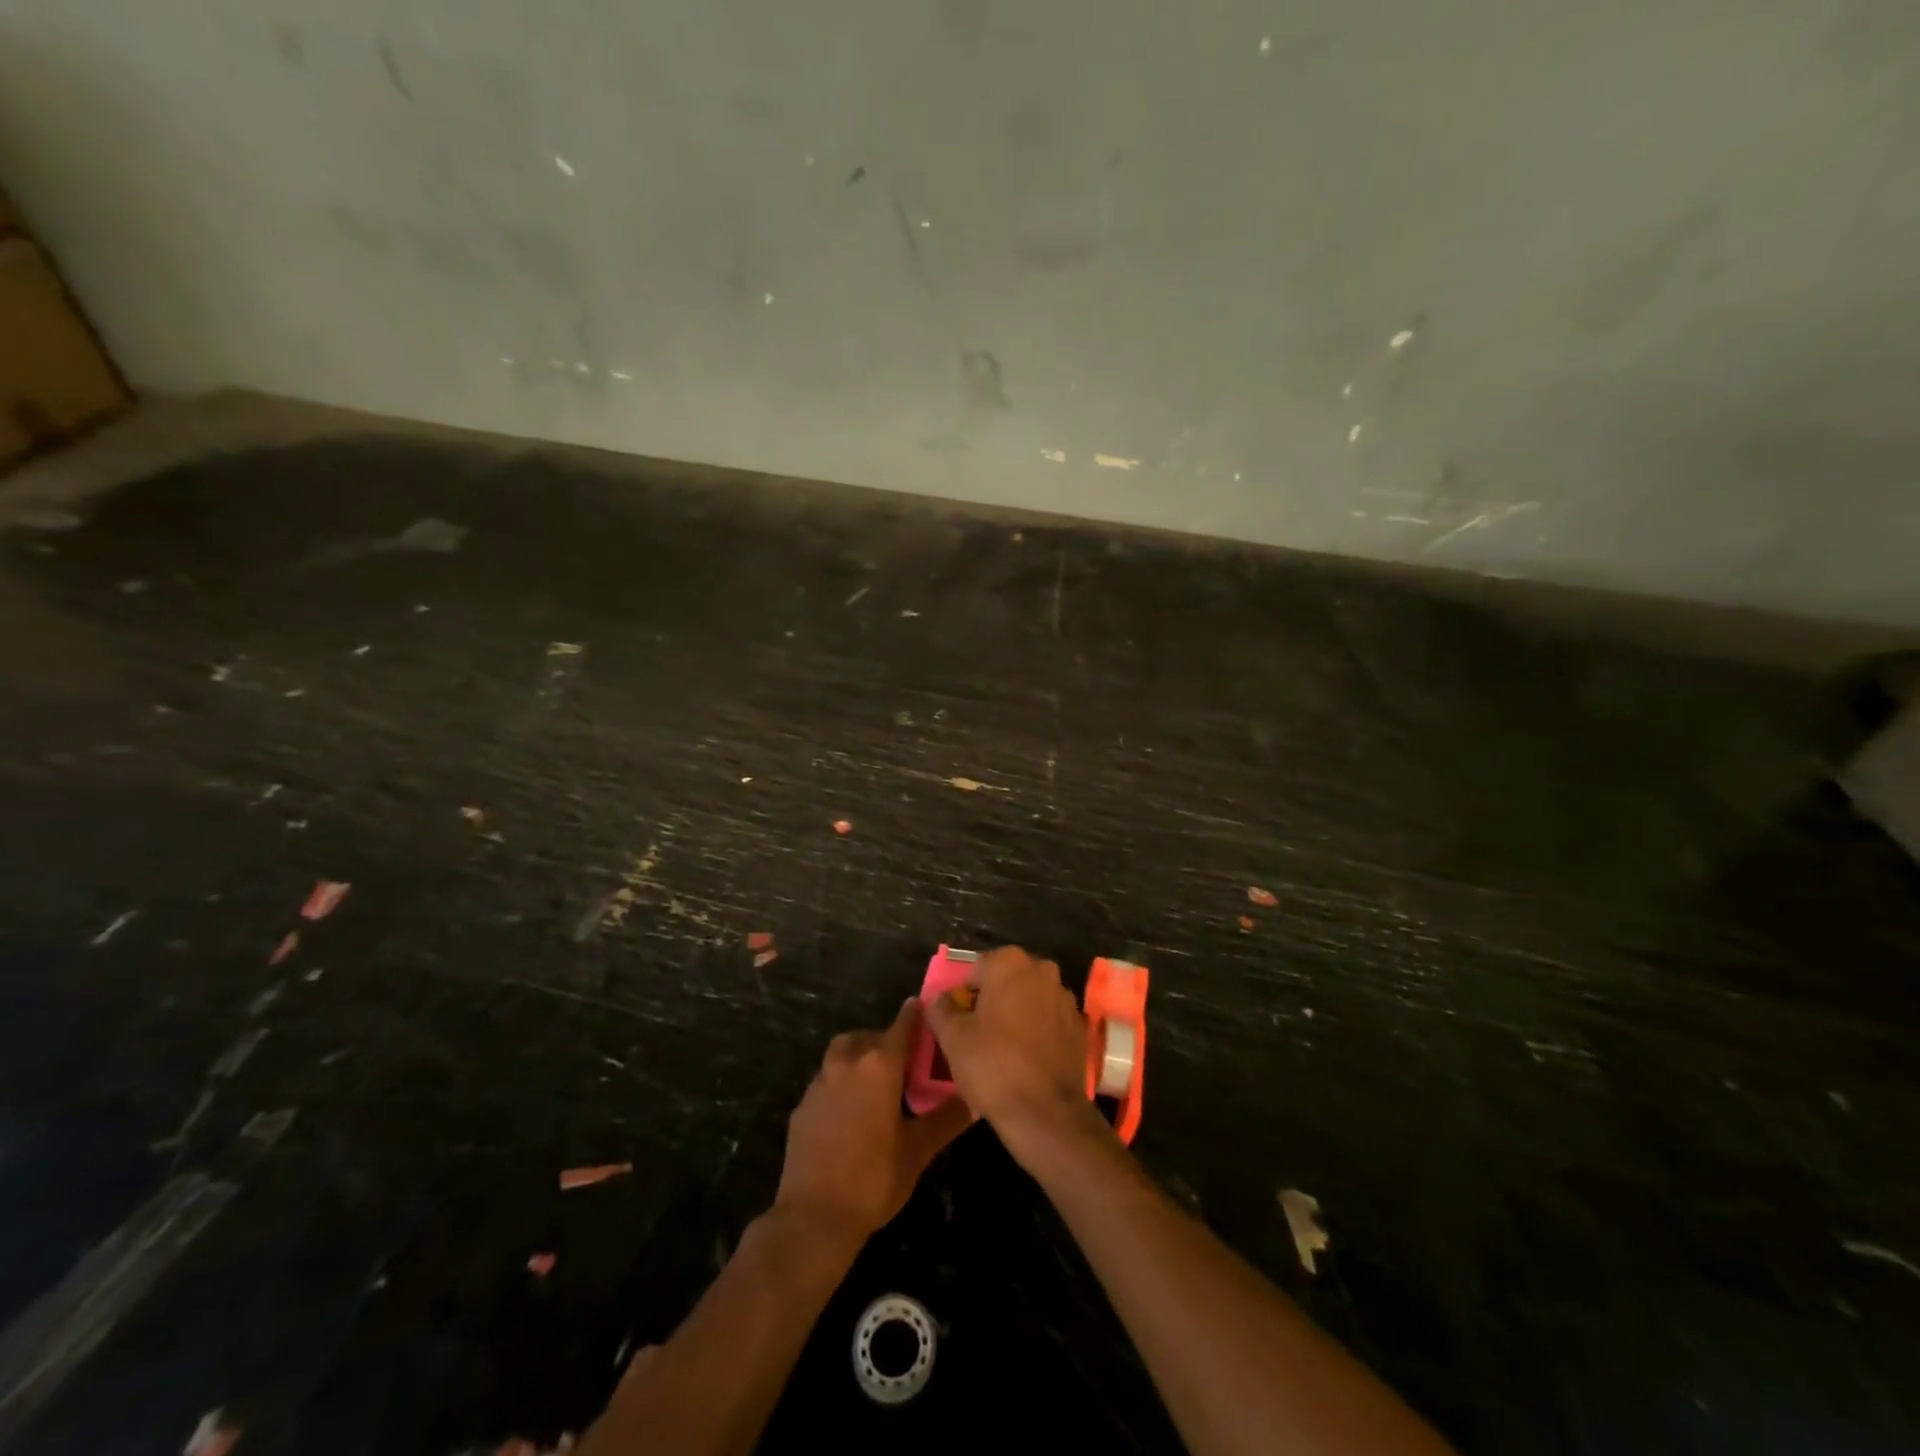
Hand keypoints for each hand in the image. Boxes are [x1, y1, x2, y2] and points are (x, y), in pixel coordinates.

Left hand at [775, 999, 972, 1241]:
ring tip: (876, 1083)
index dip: (915, 1015)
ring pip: (842, 1054)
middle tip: (903, 1061)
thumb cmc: (874, 1178)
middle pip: (867, 1036)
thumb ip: (946, 1119)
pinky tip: (850, 1113)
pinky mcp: (802, 1105)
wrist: (814, 1216)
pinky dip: (840, 1083)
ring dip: (858, 1057)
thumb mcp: (918, 1150)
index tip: (924, 1007)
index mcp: (880, 1065)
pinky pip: (825, 1080)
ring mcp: (820, 1083)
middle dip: (885, 1040)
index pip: (902, 1025)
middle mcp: (847, 1063)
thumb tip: (975, 1098)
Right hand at [925, 946, 1105, 1166]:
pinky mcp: (1079, 1026)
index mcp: (1009, 963)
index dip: (964, 996)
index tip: (959, 1023)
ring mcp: (1065, 997)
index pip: (976, 970)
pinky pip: (1049, 1021)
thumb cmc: (992, 1065)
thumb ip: (941, 1008)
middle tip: (978, 1036)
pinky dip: (1037, 1032)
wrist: (1045, 1113)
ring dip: (1016, 1015)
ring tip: (1003, 1051)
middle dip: (992, 1002)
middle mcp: (1042, 970)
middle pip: (1006, 981)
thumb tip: (941, 999)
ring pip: (1029, 1000)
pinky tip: (1027, 1060)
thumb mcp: (952, 1037)